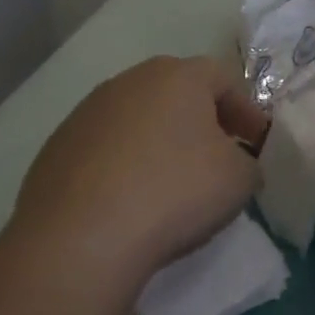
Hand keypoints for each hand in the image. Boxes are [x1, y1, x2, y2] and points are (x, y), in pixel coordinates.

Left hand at [11, 56, 267, 283]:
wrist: (81, 239)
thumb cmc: (175, 192)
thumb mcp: (240, 180)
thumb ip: (248, 162)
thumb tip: (237, 163)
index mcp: (178, 76)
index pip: (224, 79)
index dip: (246, 110)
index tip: (257, 144)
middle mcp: (130, 81)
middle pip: (177, 92)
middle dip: (202, 121)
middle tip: (219, 155)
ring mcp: (87, 112)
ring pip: (138, 118)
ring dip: (160, 141)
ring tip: (171, 181)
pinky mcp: (57, 147)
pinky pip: (106, 148)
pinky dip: (125, 164)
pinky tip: (130, 199)